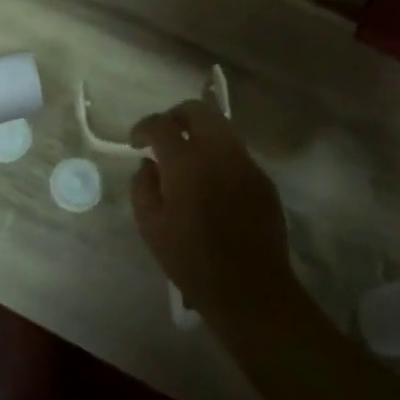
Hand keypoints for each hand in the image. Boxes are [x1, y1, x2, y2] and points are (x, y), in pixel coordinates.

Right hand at [130, 100, 295, 325]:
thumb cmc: (192, 261)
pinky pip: (236, 153)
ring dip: (200, 132)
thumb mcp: (151, 228)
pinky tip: (212, 182)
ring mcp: (246, 162)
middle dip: (176, 116)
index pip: (162, 125)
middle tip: (164, 135)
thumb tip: (148, 164)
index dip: (144, 127)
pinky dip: (219, 155)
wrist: (250, 289)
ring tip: (187, 156)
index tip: (136, 141)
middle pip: (198, 110)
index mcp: (187, 162)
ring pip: (221, 127)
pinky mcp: (263, 178)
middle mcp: (219, 151)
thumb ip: (142, 187)